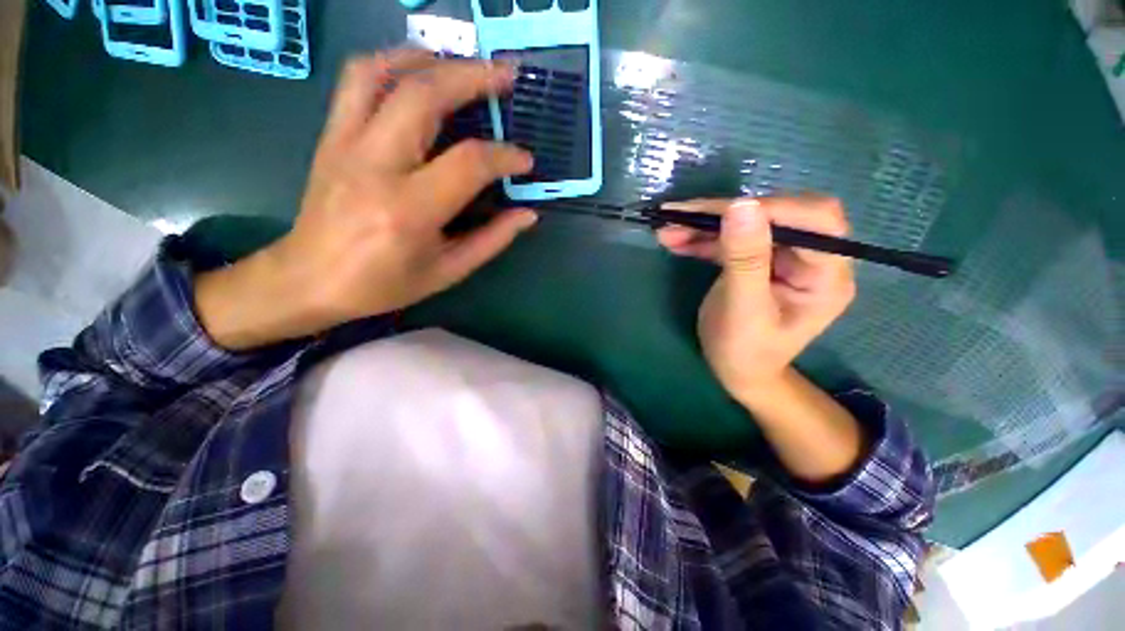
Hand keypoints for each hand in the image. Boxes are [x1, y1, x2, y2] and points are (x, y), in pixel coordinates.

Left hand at [196, 51, 536, 349]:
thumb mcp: (447, 271)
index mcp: (410, 211)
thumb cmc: (384, 283)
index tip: (525, 161)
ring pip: (384, 74)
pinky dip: (391, 63)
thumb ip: (491, 240)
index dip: (504, 156)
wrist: (309, 279)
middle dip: (473, 78)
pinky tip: (417, 70)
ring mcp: (345, 144)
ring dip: (430, 59)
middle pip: (425, 97)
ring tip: (463, 63)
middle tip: (506, 77)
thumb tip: (528, 215)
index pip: (468, 163)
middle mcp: (375, 166)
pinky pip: (357, 81)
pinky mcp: (331, 136)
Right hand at [657, 197, 855, 405]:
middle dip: (726, 213)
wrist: (736, 371)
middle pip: (777, 215)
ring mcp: (781, 257)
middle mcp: (811, 258)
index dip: (772, 209)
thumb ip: (745, 260)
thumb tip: (741, 205)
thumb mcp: (743, 311)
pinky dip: (701, 238)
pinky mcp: (756, 259)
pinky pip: (731, 239)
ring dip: (705, 225)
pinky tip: (674, 240)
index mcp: (826, 275)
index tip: (720, 212)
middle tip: (680, 217)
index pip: (816, 221)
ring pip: (747, 224)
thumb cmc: (744, 352)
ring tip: (667, 230)